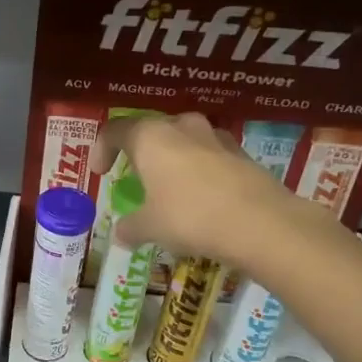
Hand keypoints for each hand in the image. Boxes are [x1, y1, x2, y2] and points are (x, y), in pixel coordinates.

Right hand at [97, 112, 308, 264]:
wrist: (261, 223)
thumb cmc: (190, 217)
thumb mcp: (151, 227)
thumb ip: (131, 227)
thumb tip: (121, 234)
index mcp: (150, 137)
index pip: (115, 130)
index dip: (102, 149)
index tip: (100, 172)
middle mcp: (181, 127)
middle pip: (152, 130)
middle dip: (141, 152)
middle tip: (136, 176)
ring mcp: (216, 137)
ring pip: (184, 140)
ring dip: (173, 159)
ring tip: (170, 187)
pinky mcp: (242, 154)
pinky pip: (210, 156)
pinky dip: (200, 171)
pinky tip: (202, 198)